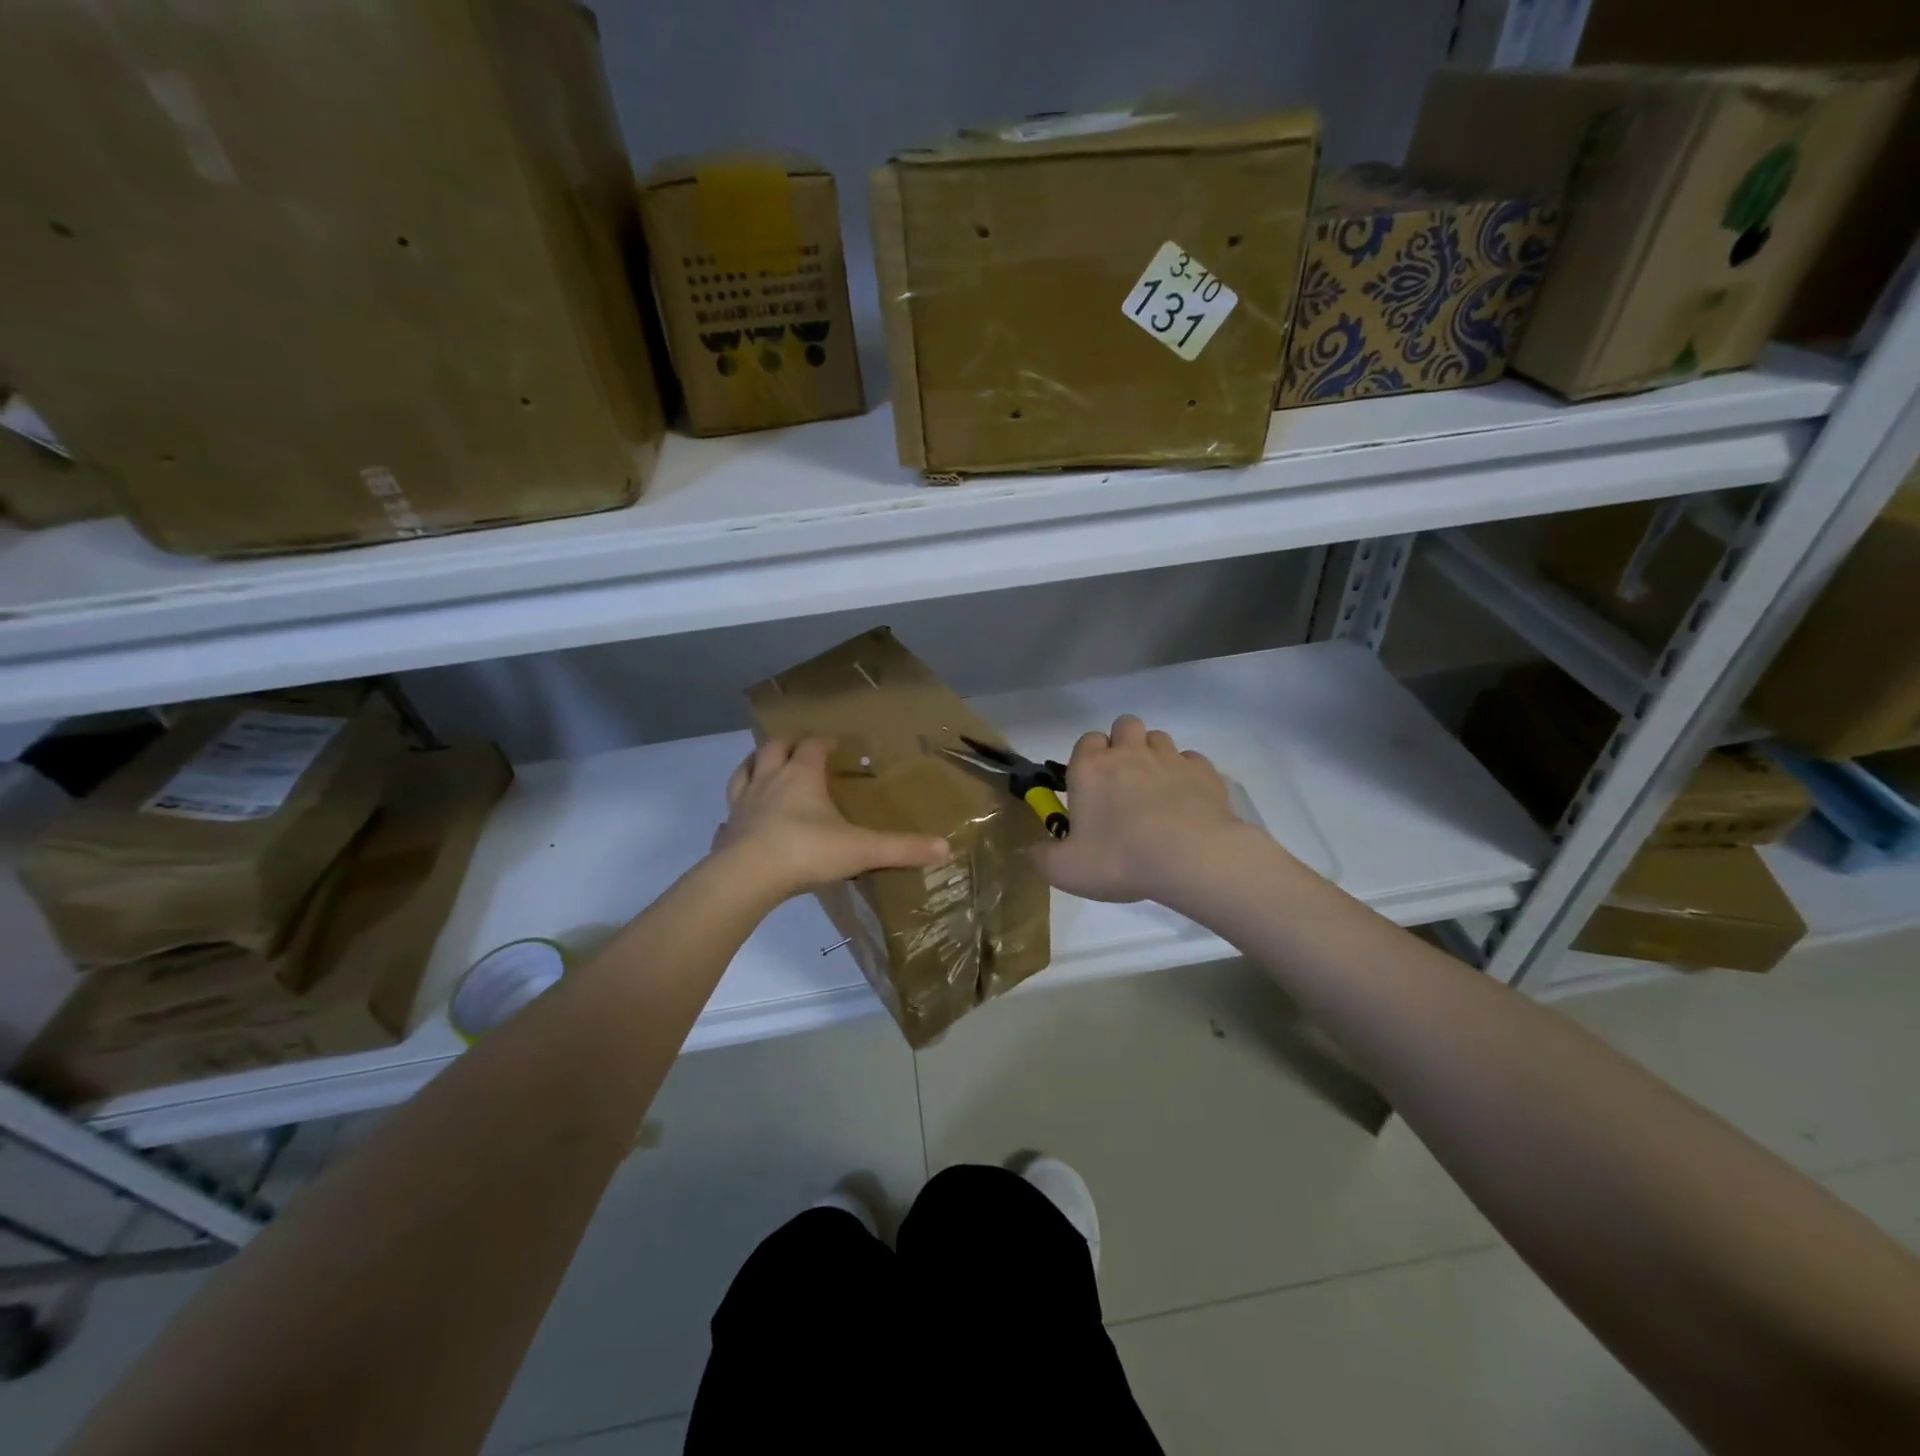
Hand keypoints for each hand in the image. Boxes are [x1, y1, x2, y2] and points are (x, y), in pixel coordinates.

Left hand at [714, 738, 949, 901]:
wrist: (748, 877)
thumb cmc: (807, 851)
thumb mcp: (862, 850)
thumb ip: (902, 848)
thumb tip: (945, 848)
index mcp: (802, 776)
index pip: (812, 746)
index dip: (823, 742)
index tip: (834, 744)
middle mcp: (769, 781)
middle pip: (773, 749)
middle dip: (786, 745)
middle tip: (798, 749)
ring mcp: (742, 805)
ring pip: (743, 773)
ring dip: (753, 766)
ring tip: (762, 768)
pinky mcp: (726, 831)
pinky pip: (728, 817)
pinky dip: (735, 814)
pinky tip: (739, 822)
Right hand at [1037, 715, 1251, 903]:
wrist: (1190, 858)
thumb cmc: (1120, 859)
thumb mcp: (1066, 870)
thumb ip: (1042, 857)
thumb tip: (1031, 850)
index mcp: (1090, 768)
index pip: (1086, 741)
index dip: (1089, 758)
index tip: (1092, 786)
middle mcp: (1128, 752)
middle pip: (1124, 726)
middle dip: (1123, 745)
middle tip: (1124, 782)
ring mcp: (1169, 757)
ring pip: (1158, 738)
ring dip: (1154, 756)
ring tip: (1156, 791)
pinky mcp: (1203, 771)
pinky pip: (1191, 760)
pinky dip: (1186, 774)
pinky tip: (1186, 801)